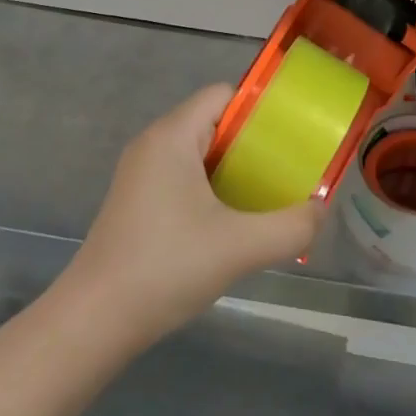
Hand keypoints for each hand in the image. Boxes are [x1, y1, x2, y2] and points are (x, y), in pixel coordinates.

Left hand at [66, 85, 321, 347]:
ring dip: (233, 170)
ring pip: (198, 154)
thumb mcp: (240, 246)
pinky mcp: (136, 202)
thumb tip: (320, 211)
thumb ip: (291, 226)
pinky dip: (211, 189)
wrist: (95, 321)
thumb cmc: (166, 267)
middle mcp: (153, 144)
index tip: (293, 135)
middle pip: (213, 123)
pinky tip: (232, 223)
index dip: (260, 109)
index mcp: (172, 135)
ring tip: (268, 196)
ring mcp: (140, 174)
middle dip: (253, 143)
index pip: (223, 95)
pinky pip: (183, 178)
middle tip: (288, 170)